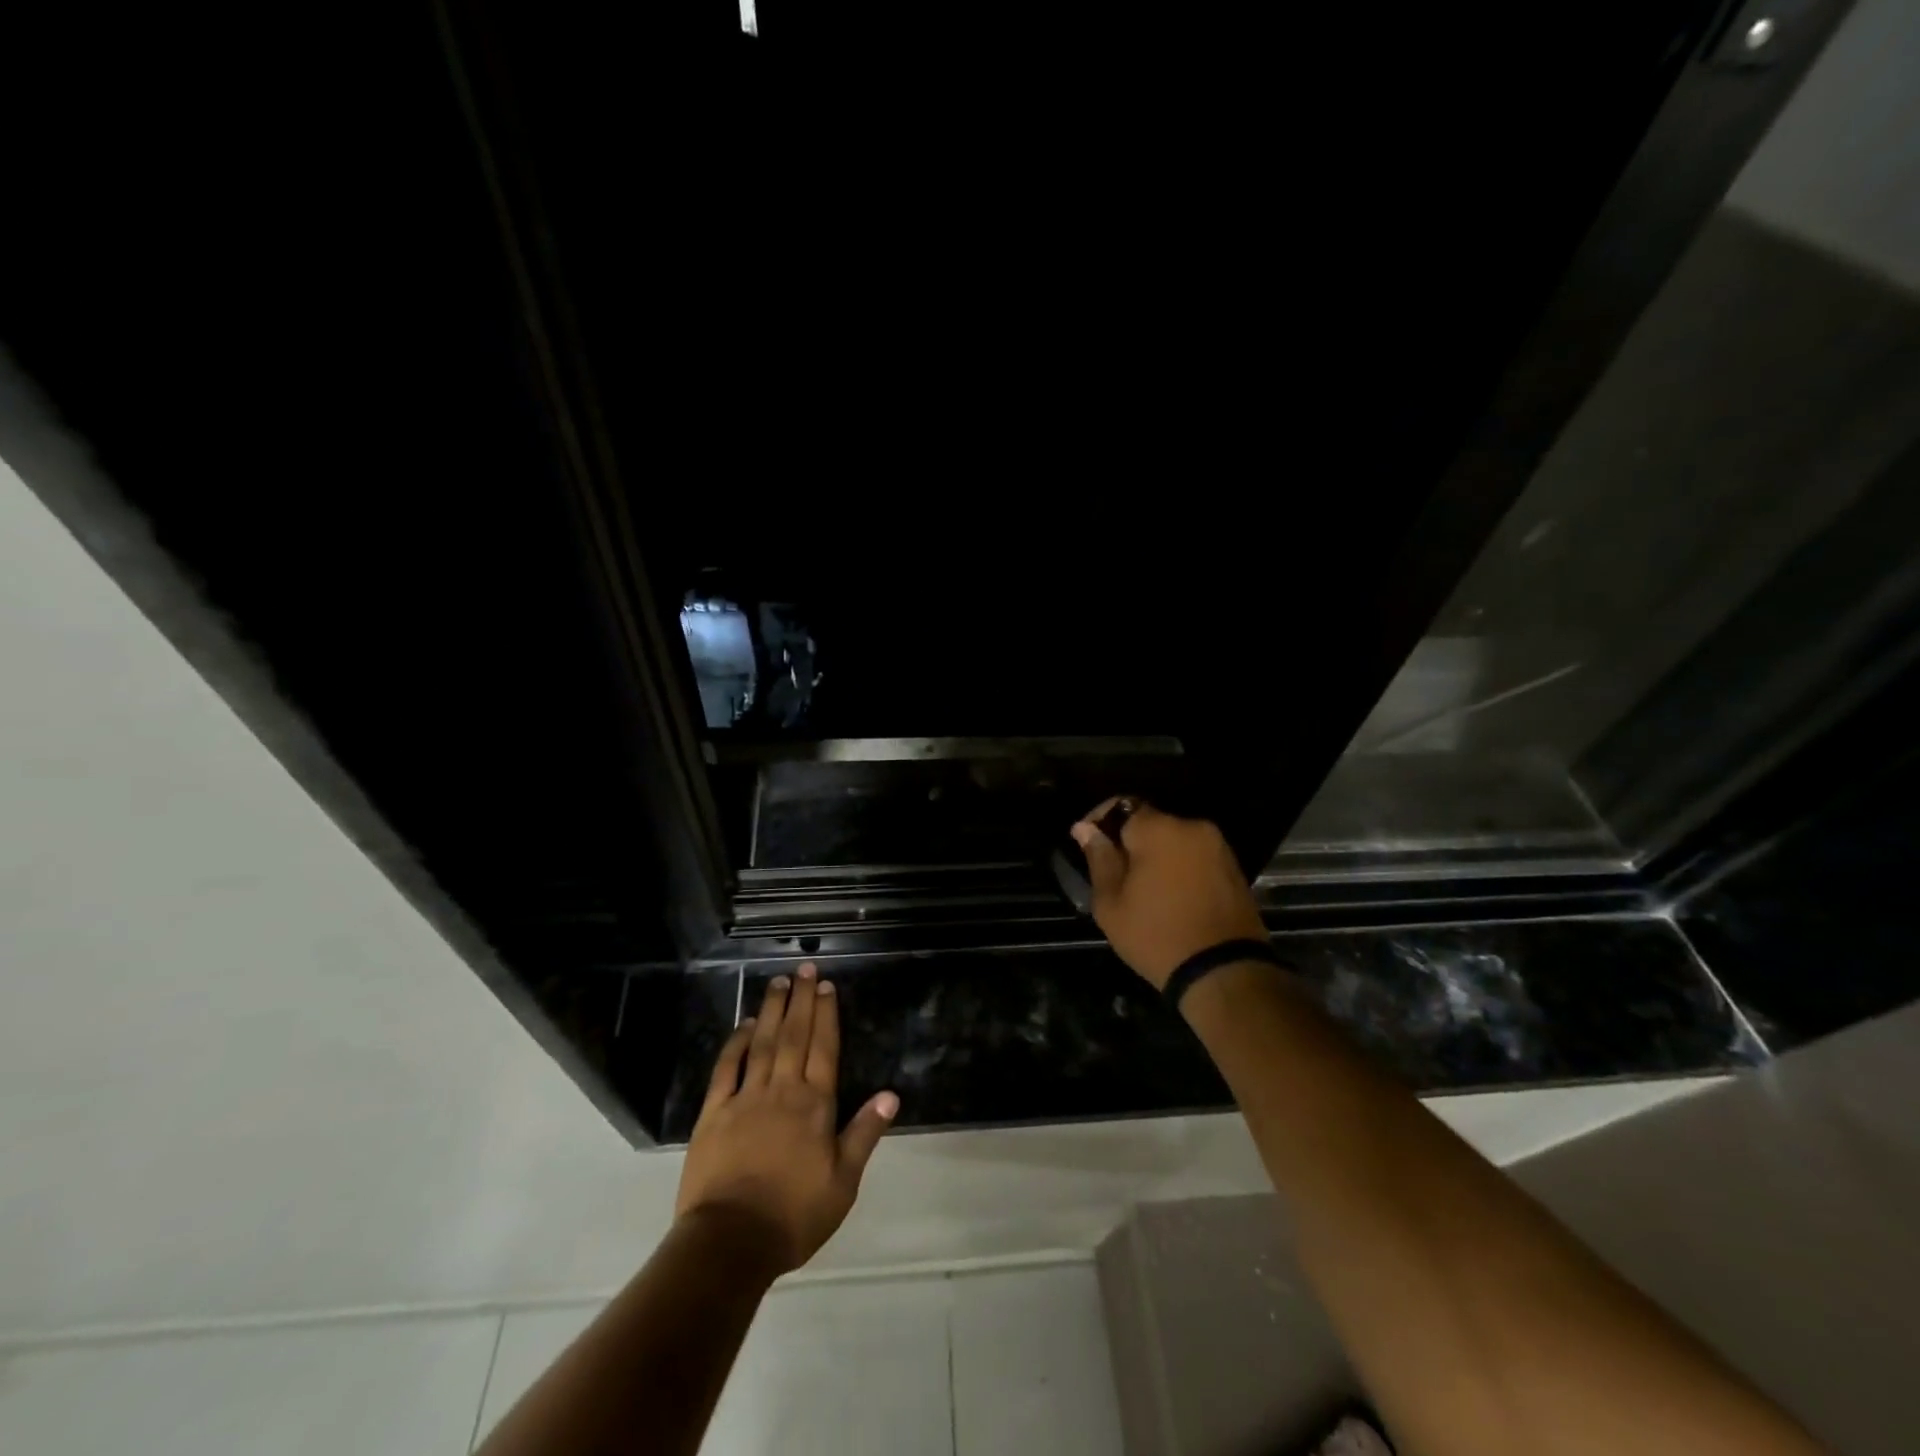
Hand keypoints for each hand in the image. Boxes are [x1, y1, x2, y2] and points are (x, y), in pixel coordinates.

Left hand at [675, 963, 898, 1274]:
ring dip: (771, 1010)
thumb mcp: (843, 1182)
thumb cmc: (794, 1215)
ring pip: (762, 1043)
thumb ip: (864, 1134)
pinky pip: (726, 1069)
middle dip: (802, 1000)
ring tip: (778, 982)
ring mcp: (745, 1099)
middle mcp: (782, 1091)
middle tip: (805, 969)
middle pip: (794, 1036)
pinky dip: (736, 1044)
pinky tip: (744, 1025)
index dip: (827, 1015)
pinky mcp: (713, 1114)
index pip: (824, 1048)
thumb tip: (891, 1095)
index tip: (827, 986)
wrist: (731, 1242)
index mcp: (815, 1105)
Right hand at [1072, 798, 1268, 990]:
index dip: (1099, 819)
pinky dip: (1178, 867)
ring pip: (1174, 840)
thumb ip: (1099, 859)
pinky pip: (1194, 856)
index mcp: (1159, 829)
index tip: (1085, 841)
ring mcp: (1218, 847)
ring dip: (1155, 854)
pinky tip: (1168, 895)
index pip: (1122, 805)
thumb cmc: (1156, 936)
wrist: (1224, 973)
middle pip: (1150, 822)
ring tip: (1141, 887)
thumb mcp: (1111, 903)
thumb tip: (1085, 828)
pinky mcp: (1234, 868)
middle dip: (1129, 841)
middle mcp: (1192, 827)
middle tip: (1112, 872)